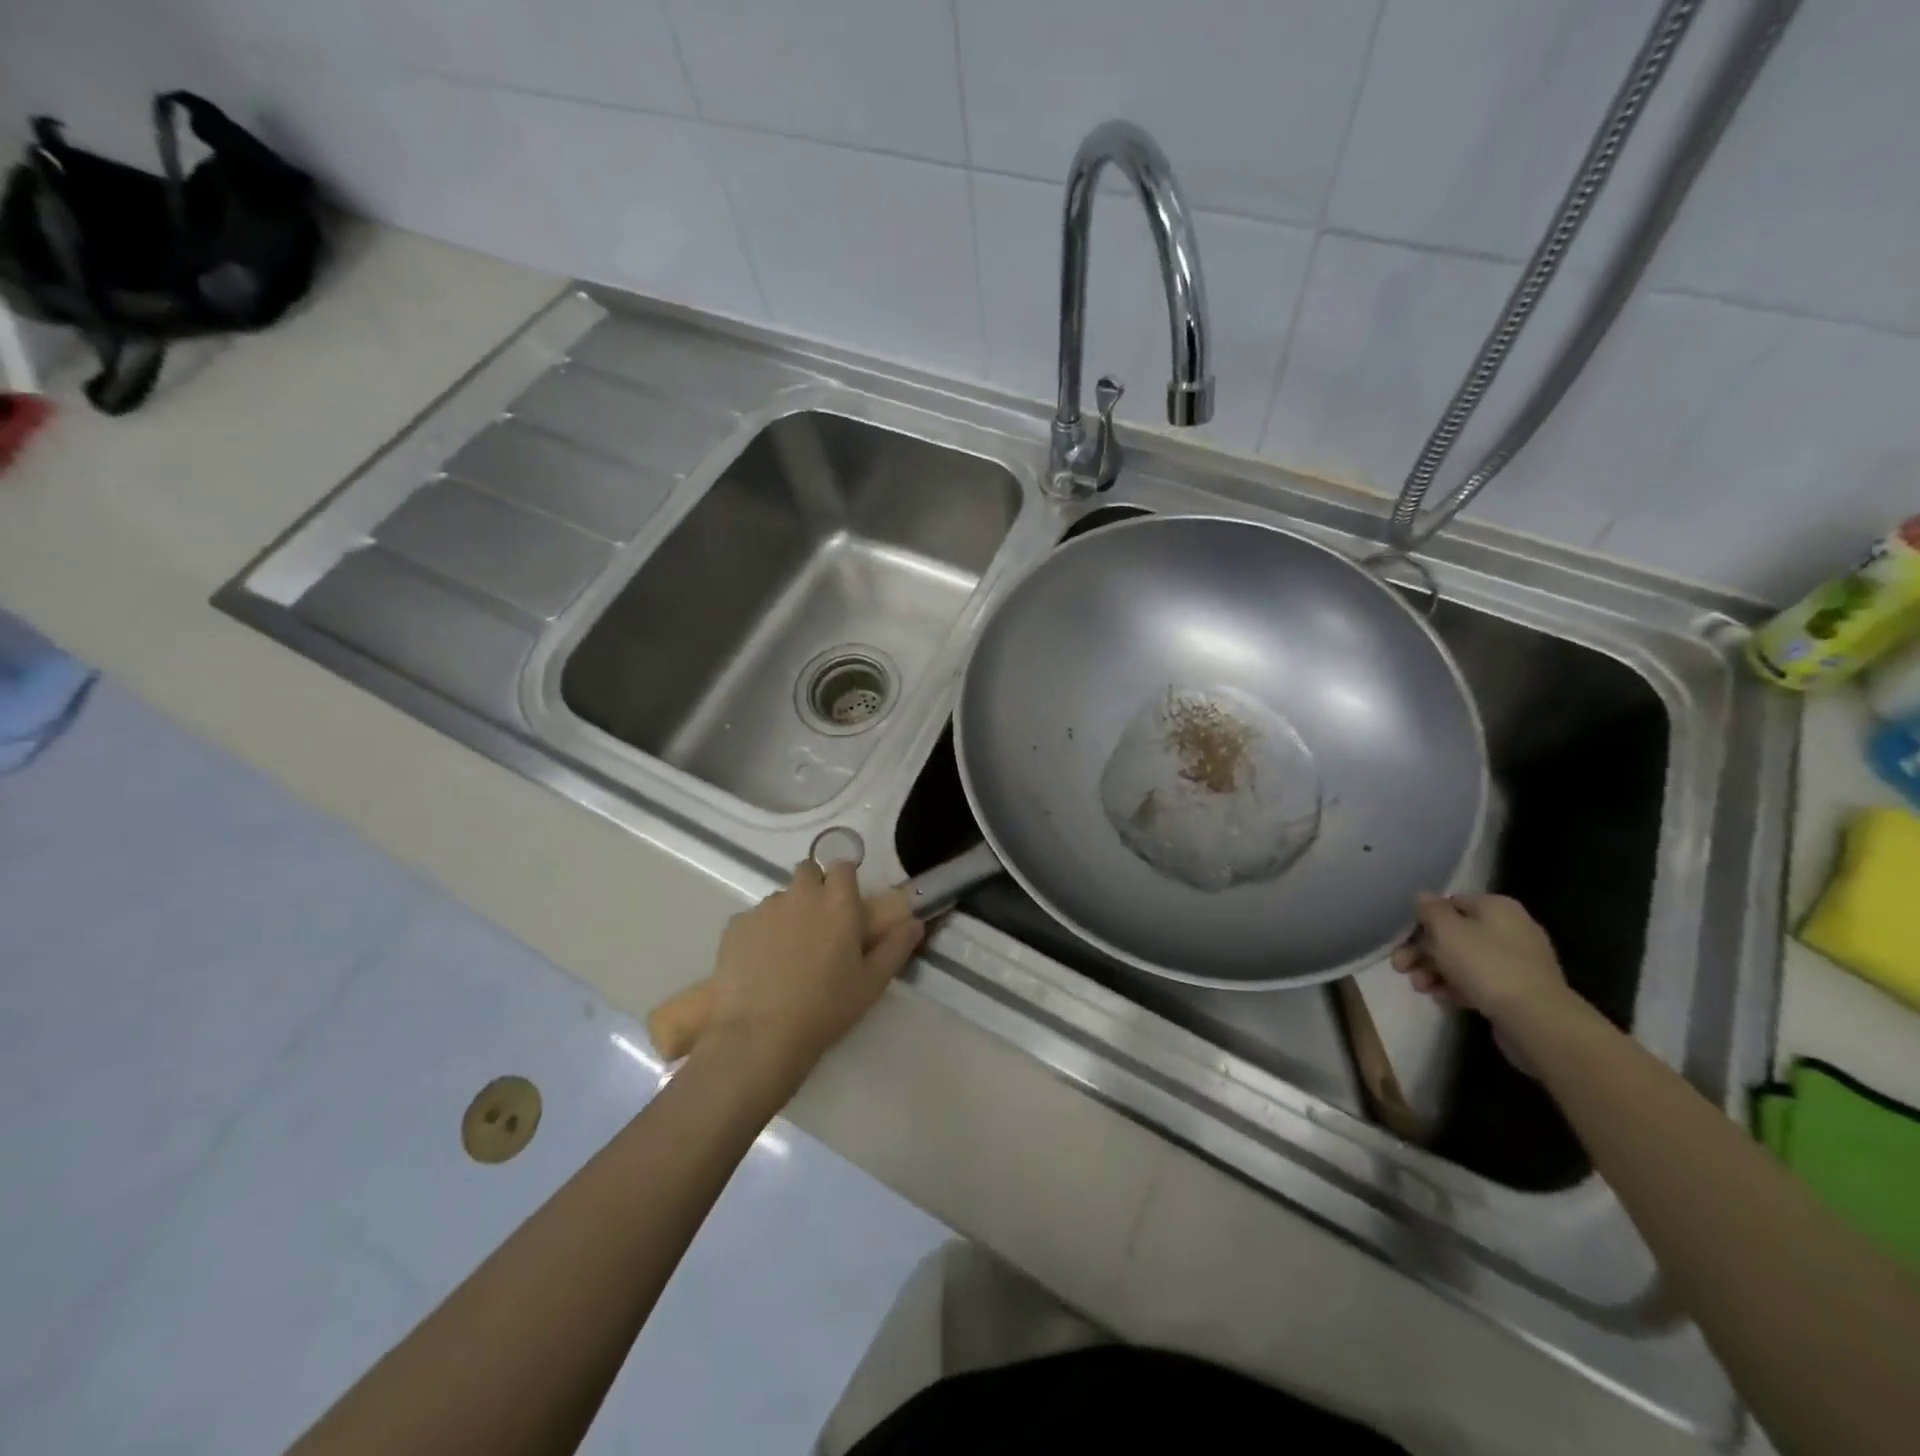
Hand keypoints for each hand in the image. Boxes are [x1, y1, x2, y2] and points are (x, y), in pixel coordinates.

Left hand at [701, 861, 923, 1095]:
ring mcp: (764, 908)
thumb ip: (896, 947)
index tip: (847, 904)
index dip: (845, 881)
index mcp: (838, 903)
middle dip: (815, 888)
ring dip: (788, 912)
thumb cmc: (825, 1009)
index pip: (843, 866)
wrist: (759, 1037)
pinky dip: (760, 933)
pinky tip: (761, 965)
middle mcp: (801, 894)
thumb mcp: (872, 984)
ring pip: (781, 897)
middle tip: (819, 925)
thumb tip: (915, 922)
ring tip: (787, 952)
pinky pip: (753, 919)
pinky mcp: (735, 926)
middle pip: (808, 871)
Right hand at [1391, 893, 1571, 1030]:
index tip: (1403, 938)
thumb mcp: (1447, 930)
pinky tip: (1441, 997)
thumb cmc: (1486, 965)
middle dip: (1423, 950)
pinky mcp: (1518, 991)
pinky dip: (1457, 986)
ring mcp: (1518, 962)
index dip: (1423, 920)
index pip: (1450, 904)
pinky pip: (1479, 982)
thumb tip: (1424, 898)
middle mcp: (1511, 929)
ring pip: (1464, 960)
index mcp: (1497, 908)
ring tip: (1419, 987)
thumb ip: (1430, 910)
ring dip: (1435, 971)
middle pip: (1455, 934)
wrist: (1535, 1020)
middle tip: (1400, 966)